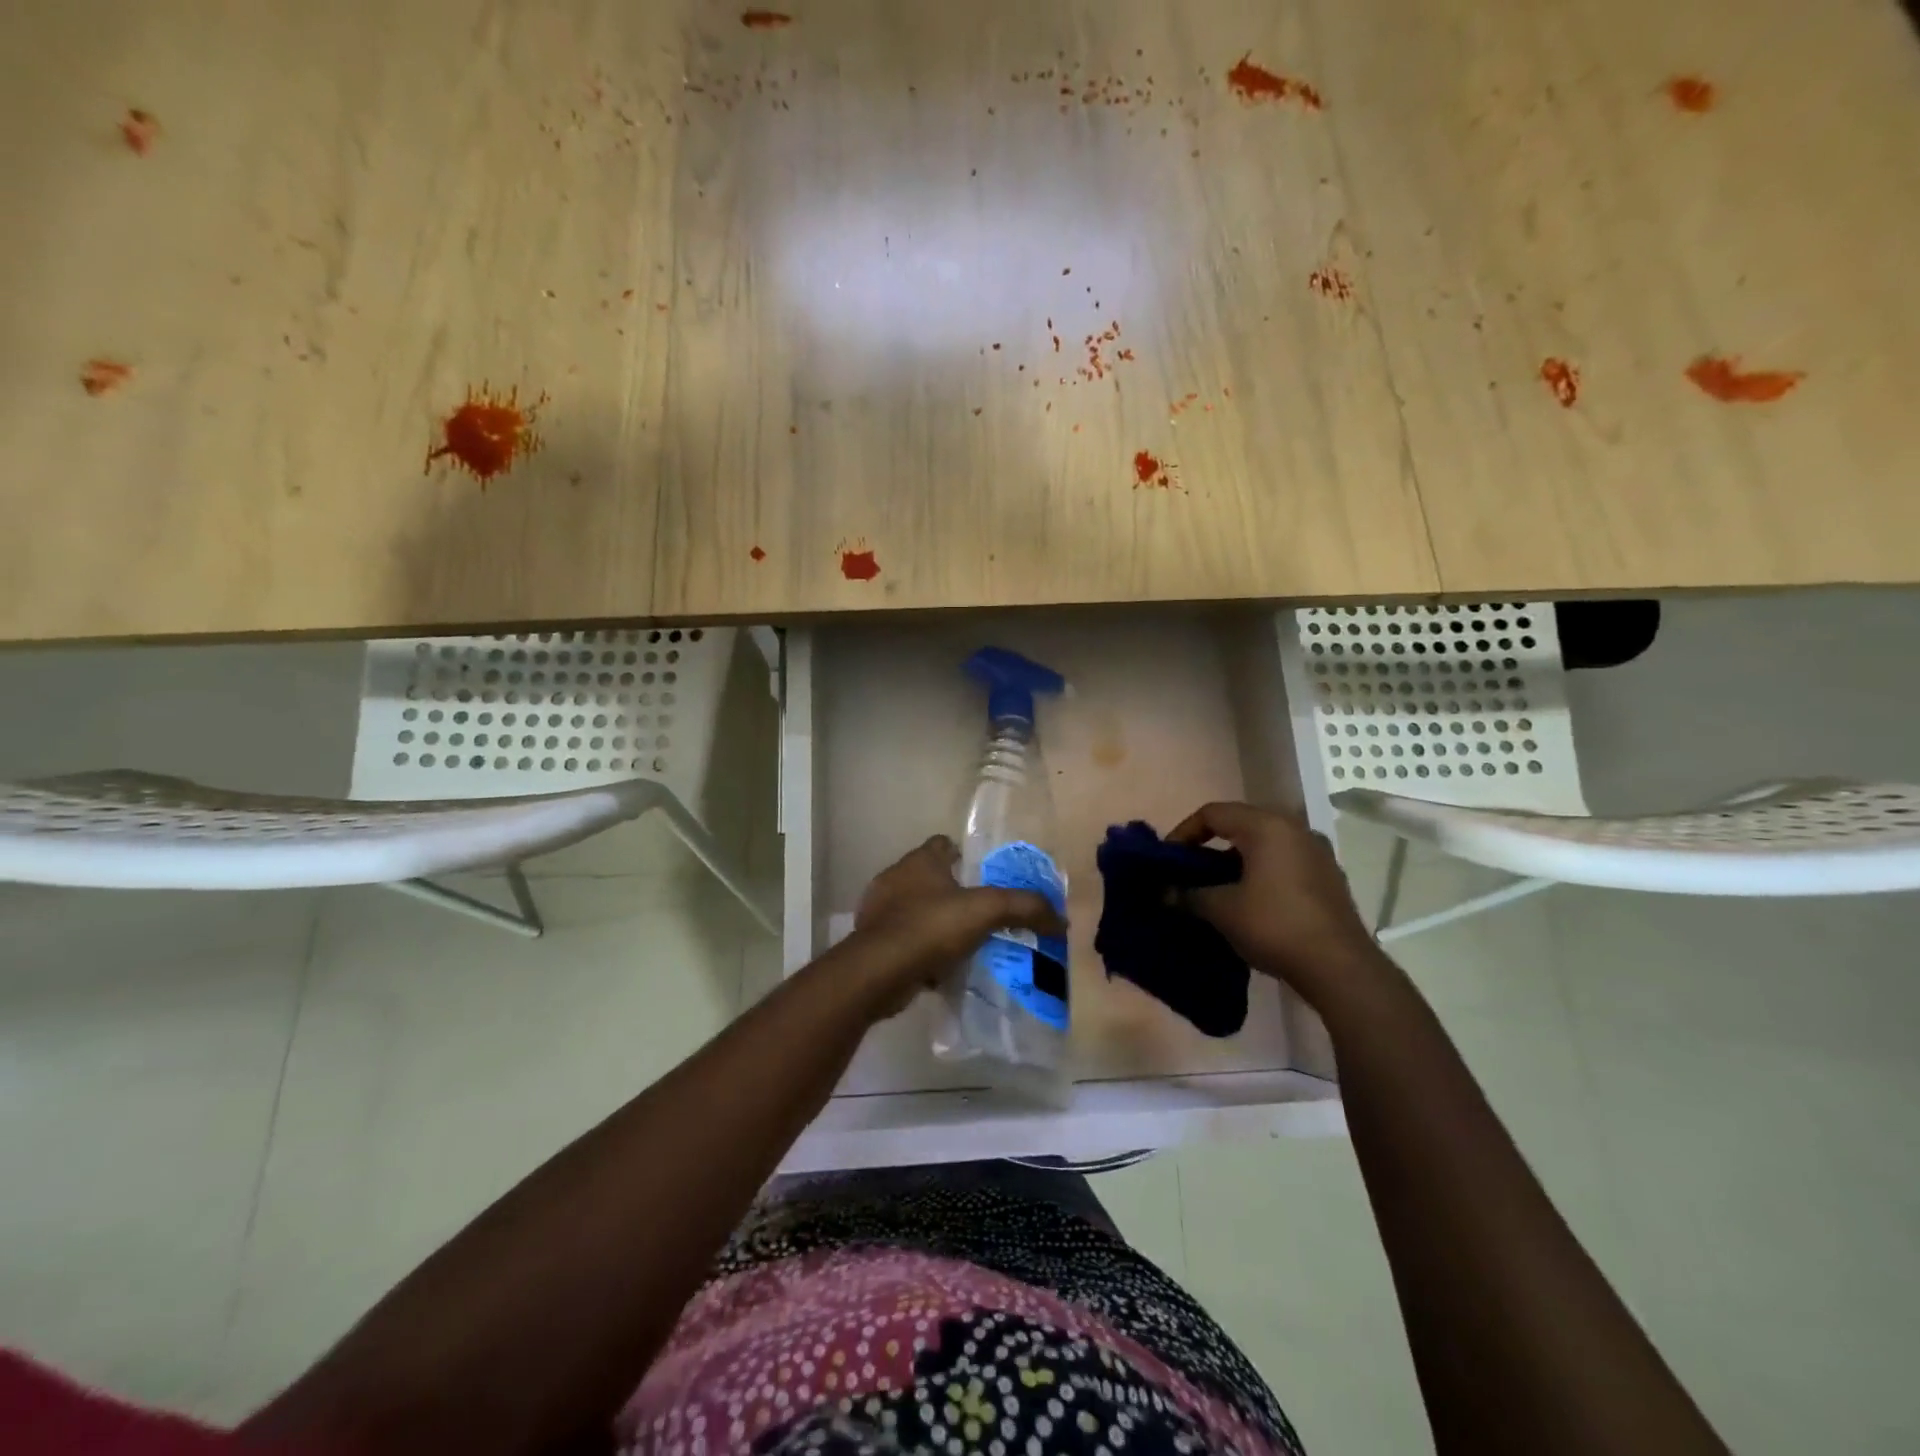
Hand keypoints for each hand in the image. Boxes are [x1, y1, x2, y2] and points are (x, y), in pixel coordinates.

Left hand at [850, 835, 1066, 1017]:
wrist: (878, 971)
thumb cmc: (930, 927)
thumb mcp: (986, 911)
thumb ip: (1024, 908)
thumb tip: (1061, 920)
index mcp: (920, 860)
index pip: (943, 844)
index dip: (964, 855)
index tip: (984, 875)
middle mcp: (896, 878)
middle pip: (929, 877)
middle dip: (952, 892)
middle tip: (981, 912)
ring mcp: (879, 910)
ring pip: (916, 909)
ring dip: (936, 922)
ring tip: (964, 941)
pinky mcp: (873, 941)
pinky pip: (905, 939)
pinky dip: (922, 949)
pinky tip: (940, 966)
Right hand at [1167, 802, 1392, 1012]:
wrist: (1340, 967)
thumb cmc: (1274, 926)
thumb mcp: (1221, 910)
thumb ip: (1188, 894)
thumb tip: (1164, 892)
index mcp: (1267, 826)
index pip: (1213, 813)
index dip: (1184, 832)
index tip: (1168, 859)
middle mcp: (1295, 829)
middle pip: (1240, 824)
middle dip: (1209, 846)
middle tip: (1189, 871)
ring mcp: (1317, 852)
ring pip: (1264, 844)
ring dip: (1236, 861)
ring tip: (1215, 888)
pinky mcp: (1329, 877)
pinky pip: (1284, 862)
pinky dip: (1261, 873)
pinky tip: (1249, 901)